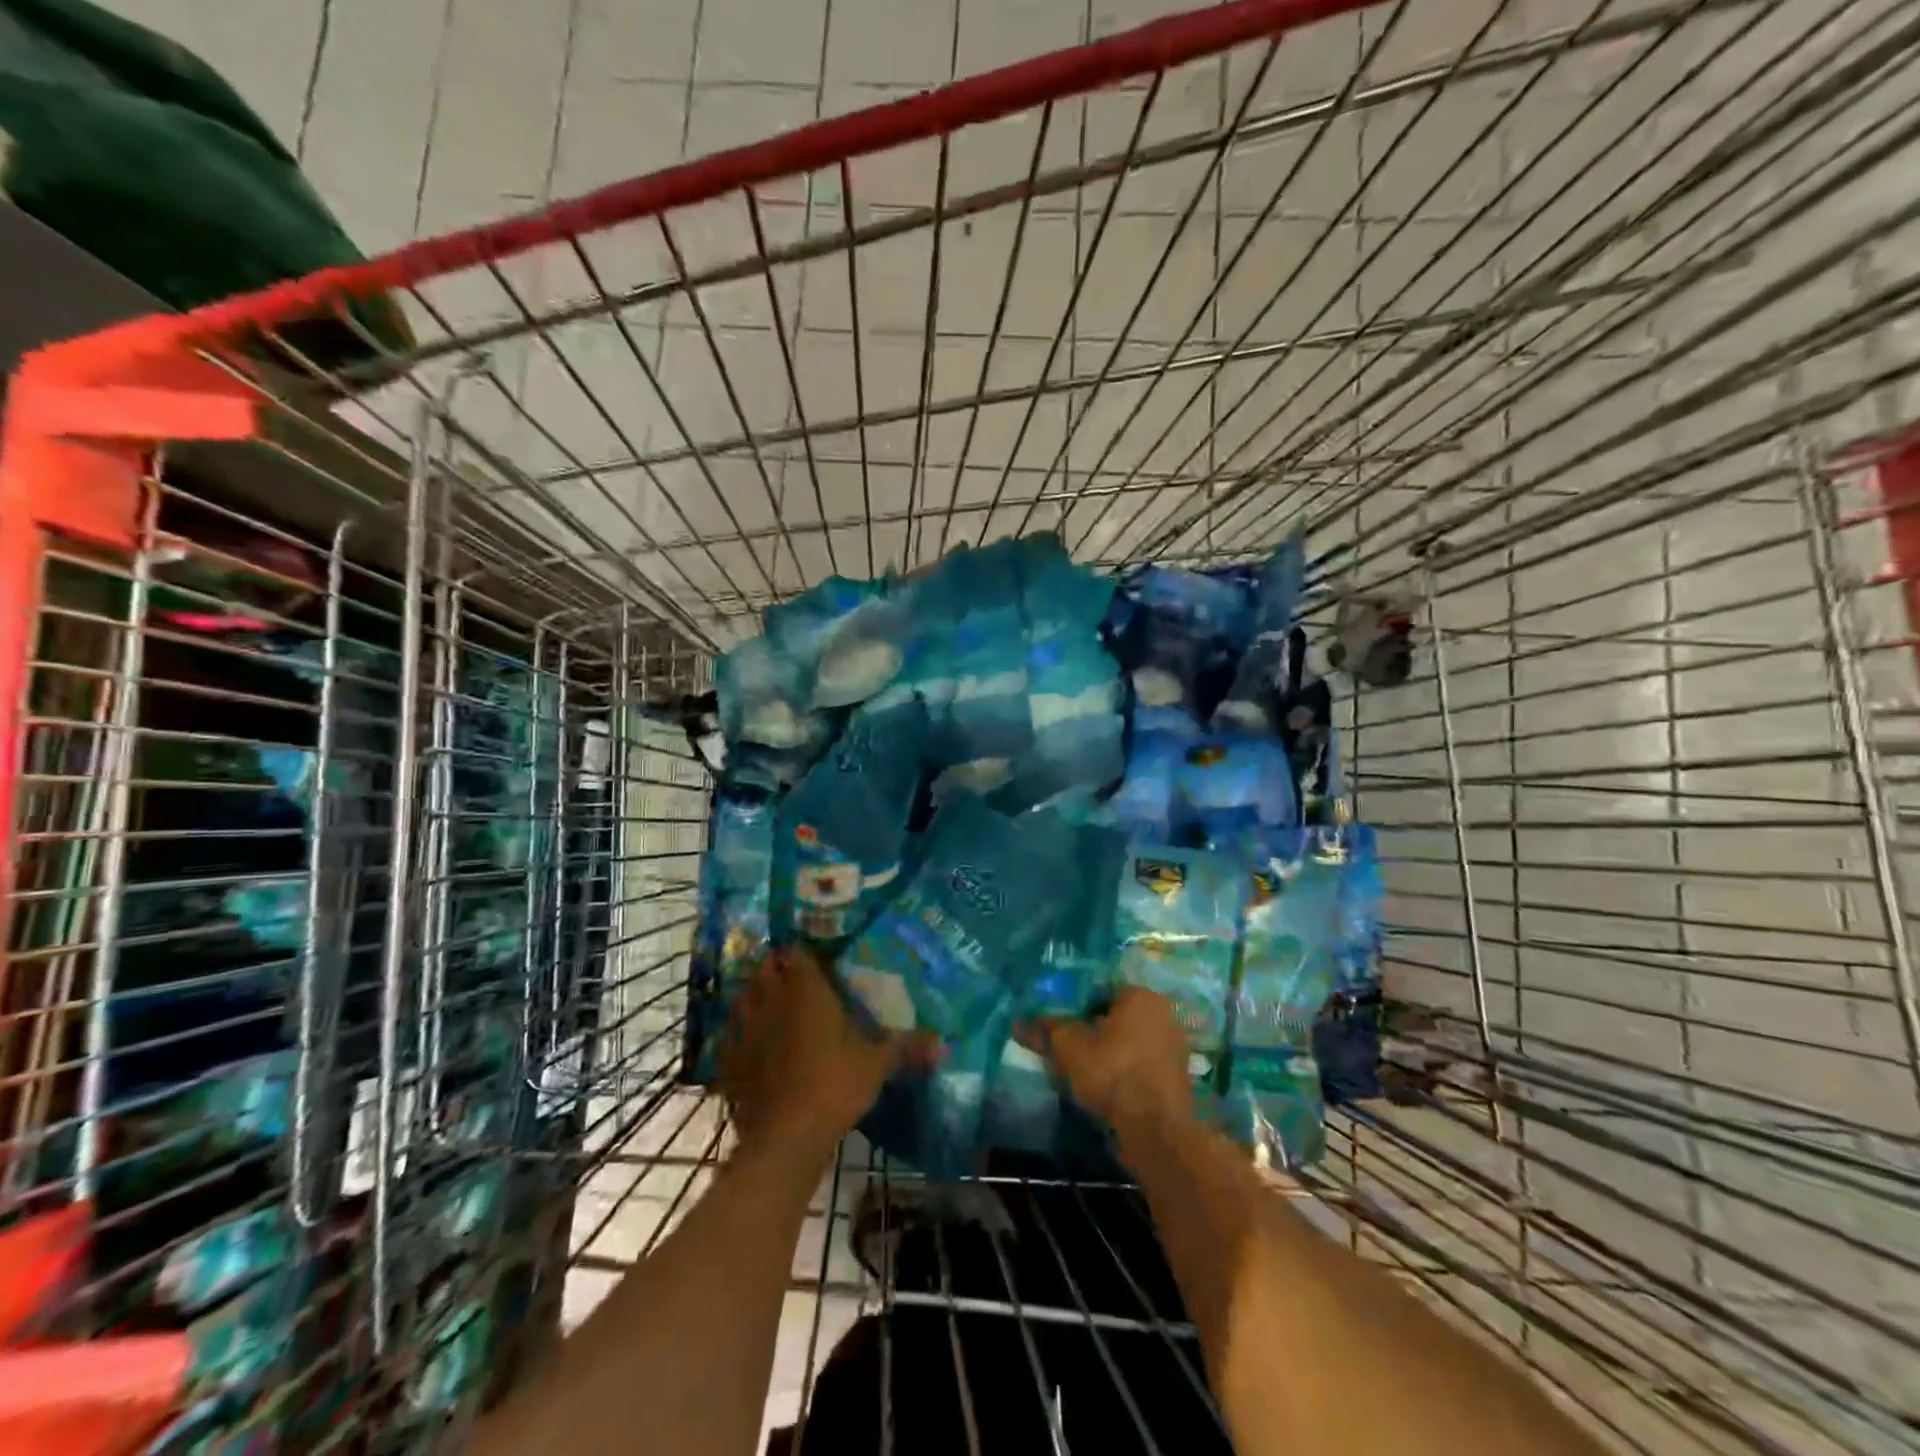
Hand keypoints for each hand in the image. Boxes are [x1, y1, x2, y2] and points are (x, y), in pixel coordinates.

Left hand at [717, 946, 930, 1158]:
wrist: (784, 1138)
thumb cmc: (834, 1086)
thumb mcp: (877, 1065)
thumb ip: (906, 1047)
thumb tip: (944, 1043)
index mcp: (806, 988)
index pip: (798, 951)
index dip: (805, 951)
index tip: (816, 956)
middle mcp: (771, 998)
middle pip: (766, 968)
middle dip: (777, 968)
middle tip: (796, 979)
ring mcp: (744, 1029)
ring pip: (742, 997)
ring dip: (754, 996)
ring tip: (771, 1006)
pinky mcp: (728, 1061)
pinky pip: (729, 1036)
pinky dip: (737, 1035)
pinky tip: (749, 1045)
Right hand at [1019, 987, 1192, 1138]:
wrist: (1156, 1132)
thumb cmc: (1112, 1073)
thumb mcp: (1068, 1047)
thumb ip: (1044, 1030)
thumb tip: (1017, 1024)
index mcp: (1141, 995)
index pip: (1100, 989)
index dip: (1074, 1005)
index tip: (1057, 1022)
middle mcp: (1163, 1013)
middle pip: (1114, 1015)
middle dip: (1090, 1029)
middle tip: (1064, 1046)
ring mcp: (1173, 1046)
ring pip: (1127, 1041)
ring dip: (1105, 1052)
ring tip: (1079, 1070)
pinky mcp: (1175, 1077)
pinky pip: (1138, 1063)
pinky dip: (1121, 1070)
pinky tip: (1101, 1088)